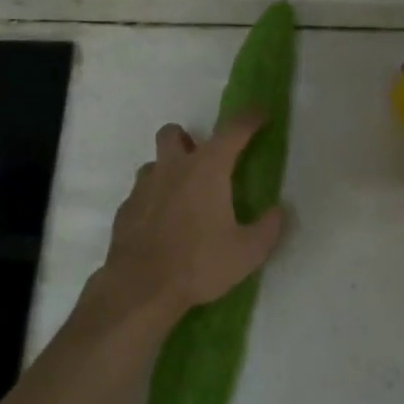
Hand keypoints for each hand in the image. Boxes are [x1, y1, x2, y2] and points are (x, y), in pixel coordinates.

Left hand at [98, 112, 285, 321]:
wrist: (140, 289)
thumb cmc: (198, 263)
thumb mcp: (247, 252)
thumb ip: (267, 228)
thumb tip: (278, 211)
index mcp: (207, 169)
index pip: (233, 130)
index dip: (249, 119)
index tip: (261, 114)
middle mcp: (172, 168)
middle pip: (173, 133)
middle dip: (188, 139)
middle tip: (203, 161)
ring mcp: (143, 187)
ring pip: (154, 163)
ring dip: (168, 171)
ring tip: (182, 198)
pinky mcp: (125, 210)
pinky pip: (141, 194)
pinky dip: (153, 201)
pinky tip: (162, 226)